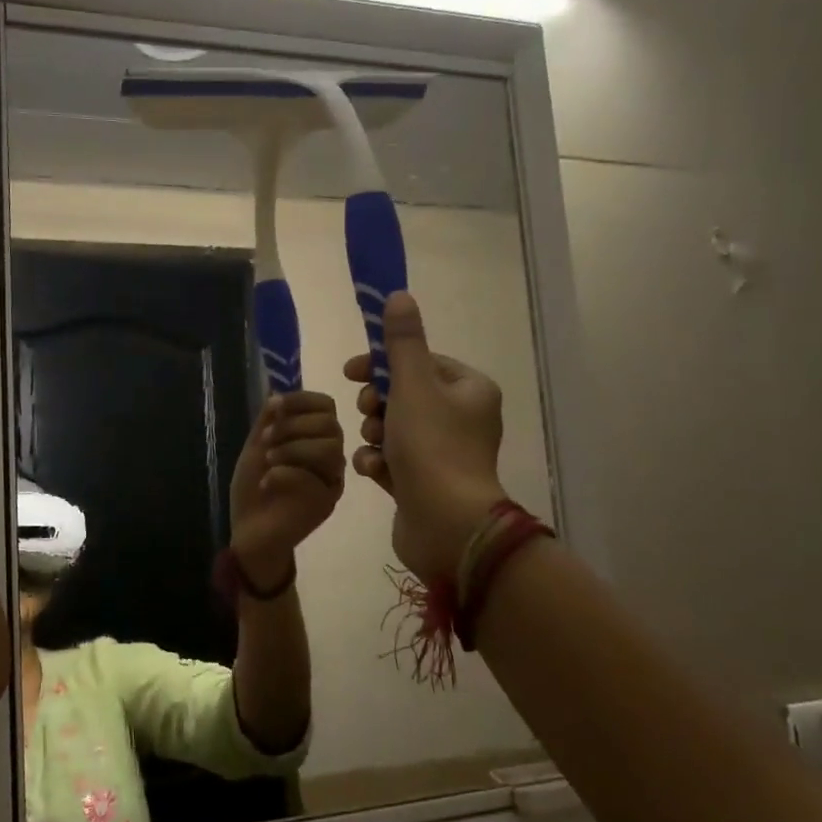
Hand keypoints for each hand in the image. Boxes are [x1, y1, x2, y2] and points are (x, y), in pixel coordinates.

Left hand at [228, 390, 346, 583]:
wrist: (250, 532)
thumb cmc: (254, 489)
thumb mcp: (256, 448)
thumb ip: (268, 421)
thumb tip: (278, 390)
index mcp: (315, 438)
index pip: (326, 406)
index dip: (301, 400)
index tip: (274, 407)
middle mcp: (330, 457)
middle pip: (330, 425)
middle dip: (293, 426)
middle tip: (266, 439)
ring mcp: (331, 480)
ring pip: (330, 449)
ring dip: (293, 448)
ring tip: (268, 461)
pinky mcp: (326, 503)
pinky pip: (316, 480)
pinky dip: (287, 474)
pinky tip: (268, 482)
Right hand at [344, 291, 506, 581]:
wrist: (446, 525)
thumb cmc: (432, 448)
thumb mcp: (412, 385)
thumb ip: (401, 343)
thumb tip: (398, 295)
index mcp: (470, 391)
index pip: (422, 362)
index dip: (383, 364)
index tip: (351, 373)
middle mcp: (462, 419)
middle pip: (405, 396)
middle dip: (377, 404)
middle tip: (368, 414)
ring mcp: (444, 455)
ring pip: (394, 429)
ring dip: (374, 435)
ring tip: (374, 447)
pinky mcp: (425, 484)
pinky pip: (393, 461)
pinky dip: (379, 463)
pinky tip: (374, 472)